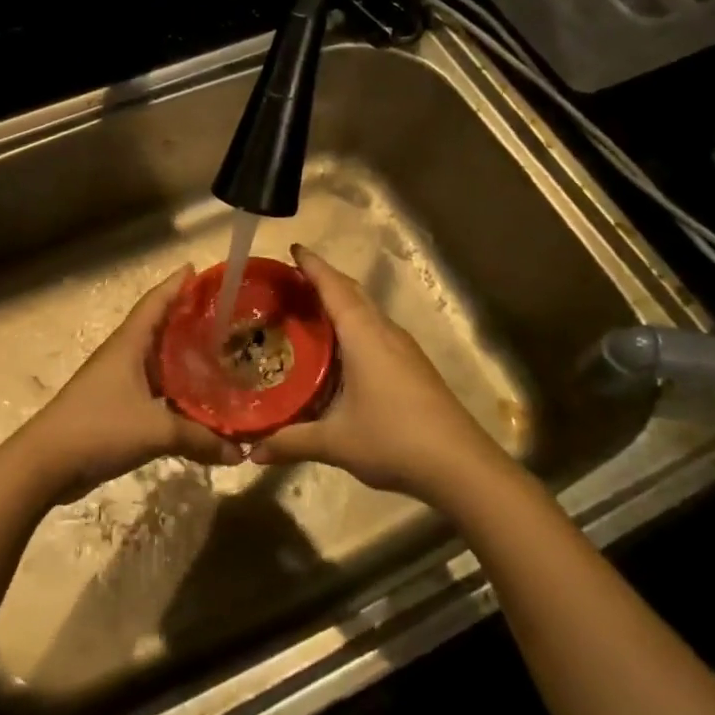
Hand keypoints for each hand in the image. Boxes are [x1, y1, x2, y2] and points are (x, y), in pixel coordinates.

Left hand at [14, 266, 240, 504]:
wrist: (46, 464)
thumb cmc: (99, 427)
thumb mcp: (155, 430)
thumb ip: (199, 438)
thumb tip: (240, 452)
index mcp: (129, 344)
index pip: (155, 302)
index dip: (176, 284)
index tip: (198, 269)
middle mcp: (123, 356)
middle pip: (159, 329)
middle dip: (187, 320)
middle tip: (224, 317)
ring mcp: (117, 382)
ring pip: (157, 362)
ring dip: (182, 358)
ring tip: (218, 356)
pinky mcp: (115, 408)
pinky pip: (153, 390)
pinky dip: (174, 391)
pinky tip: (196, 401)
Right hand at [249, 245, 504, 501]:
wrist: (461, 466)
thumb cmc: (393, 439)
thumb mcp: (335, 442)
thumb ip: (291, 442)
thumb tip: (253, 452)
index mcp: (363, 335)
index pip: (334, 288)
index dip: (313, 266)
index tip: (294, 248)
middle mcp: (385, 332)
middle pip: (352, 293)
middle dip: (324, 281)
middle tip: (291, 282)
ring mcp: (404, 349)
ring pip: (368, 313)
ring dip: (341, 305)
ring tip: (309, 312)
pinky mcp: (414, 367)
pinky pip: (377, 332)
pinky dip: (354, 327)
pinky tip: (341, 352)